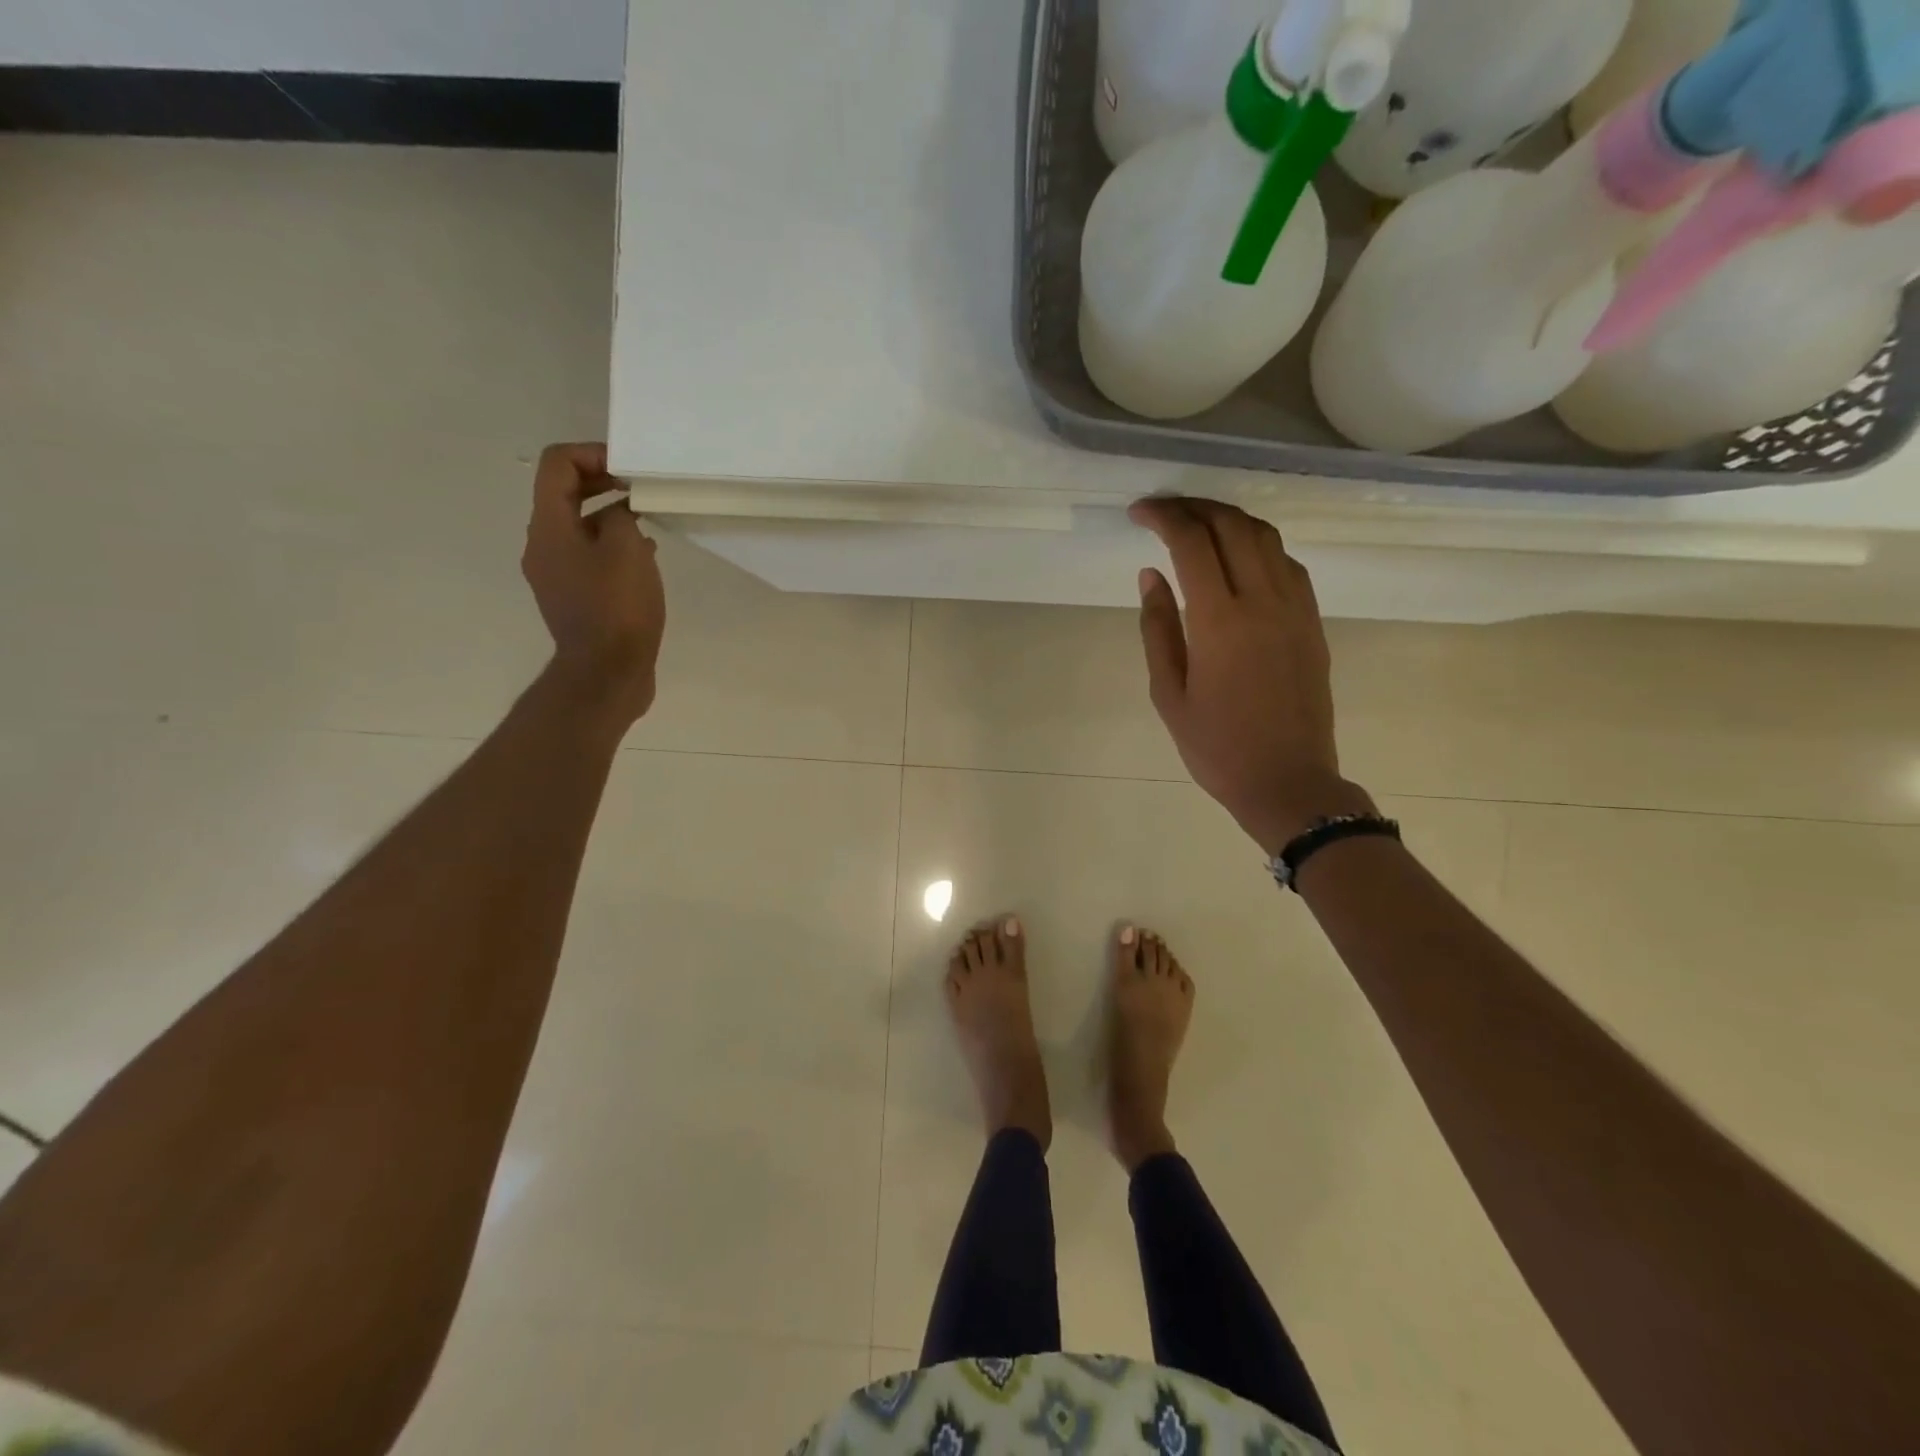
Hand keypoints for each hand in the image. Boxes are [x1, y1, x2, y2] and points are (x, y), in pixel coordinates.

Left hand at [521, 443, 665, 724]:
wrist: (606, 674)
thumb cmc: (618, 607)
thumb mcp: (628, 549)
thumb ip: (621, 516)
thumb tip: (618, 514)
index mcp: (549, 527)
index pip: (557, 464)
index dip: (592, 453)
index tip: (630, 468)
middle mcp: (542, 546)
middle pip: (563, 494)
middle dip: (602, 482)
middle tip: (640, 488)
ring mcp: (555, 575)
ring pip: (578, 527)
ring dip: (609, 516)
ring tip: (648, 523)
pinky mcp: (573, 599)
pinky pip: (587, 557)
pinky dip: (611, 547)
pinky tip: (643, 560)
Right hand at [1130, 498, 1372, 854]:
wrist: (1289, 782)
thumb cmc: (1217, 747)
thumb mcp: (1169, 693)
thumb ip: (1158, 628)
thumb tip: (1151, 575)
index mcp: (1220, 621)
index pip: (1191, 543)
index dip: (1164, 516)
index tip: (1139, 512)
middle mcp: (1263, 601)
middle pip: (1232, 526)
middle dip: (1195, 507)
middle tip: (1165, 510)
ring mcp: (1296, 609)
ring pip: (1266, 537)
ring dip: (1229, 519)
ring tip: (1199, 524)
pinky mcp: (1313, 622)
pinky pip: (1288, 564)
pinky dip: (1259, 546)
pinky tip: (1239, 558)